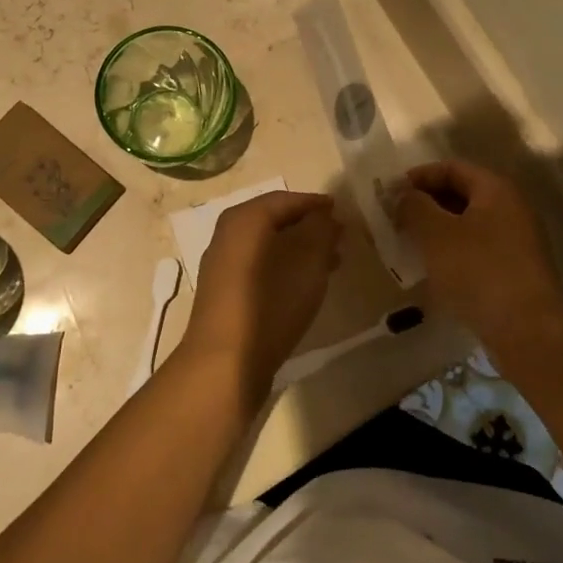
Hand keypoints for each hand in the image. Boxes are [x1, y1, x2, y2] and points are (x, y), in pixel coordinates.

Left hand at [180, 191, 340, 402]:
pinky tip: (303, 287)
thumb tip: (325, 215)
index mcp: (244, 219)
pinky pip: (258, 268)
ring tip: (331, 263)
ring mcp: (221, 265)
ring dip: (298, 249)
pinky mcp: (223, 294)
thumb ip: (320, 229)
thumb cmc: (271, 302)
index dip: (315, 203)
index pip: (285, 199)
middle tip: (339, 238)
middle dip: (308, 227)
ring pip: (266, 246)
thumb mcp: (308, 261)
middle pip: (273, 221)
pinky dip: (282, 267)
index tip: (341, 211)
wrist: (225, 363)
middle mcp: (227, 235)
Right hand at [394, 161, 562, 347]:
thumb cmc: (478, 271)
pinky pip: (477, 248)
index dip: (419, 176)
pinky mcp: (515, 270)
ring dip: (437, 228)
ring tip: (409, 242)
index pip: (452, 168)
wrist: (527, 330)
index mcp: (496, 190)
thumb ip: (414, 207)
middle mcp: (512, 208)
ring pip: (468, 223)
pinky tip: (433, 267)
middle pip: (462, 193)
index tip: (391, 193)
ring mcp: (517, 241)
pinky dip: (452, 250)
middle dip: (427, 203)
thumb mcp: (436, 234)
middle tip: (396, 218)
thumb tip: (403, 195)